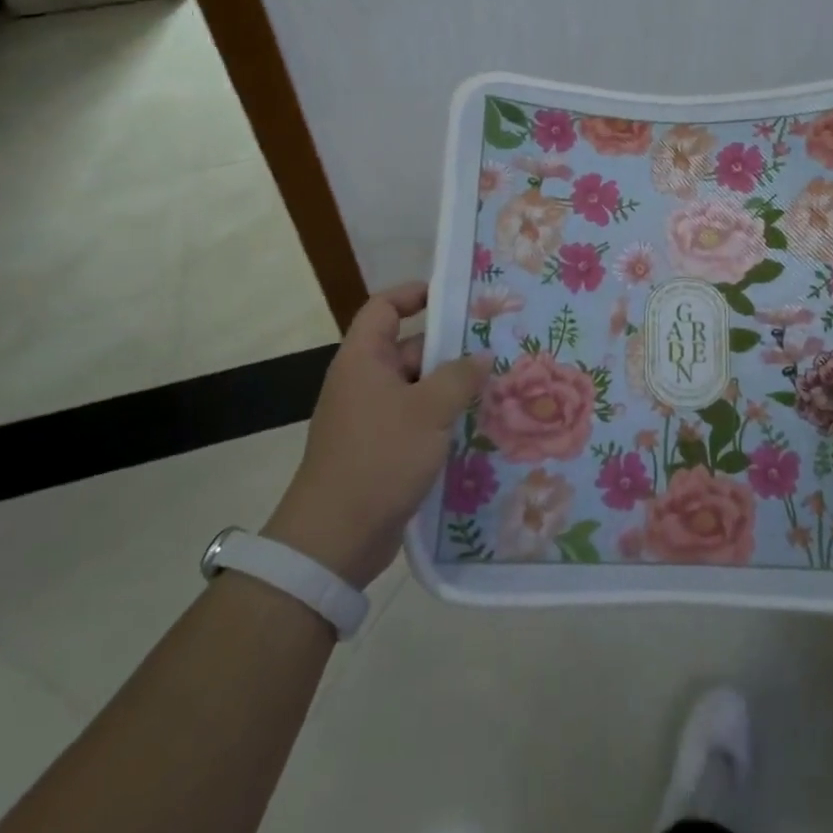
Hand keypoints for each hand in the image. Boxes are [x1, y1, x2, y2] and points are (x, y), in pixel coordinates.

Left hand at [264, 281, 486, 587]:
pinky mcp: (381, 449)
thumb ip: (460, 377)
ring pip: (418, 387)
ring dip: (452, 387)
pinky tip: (478, 426)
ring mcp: (371, 417)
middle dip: (450, 348)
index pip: (384, 308)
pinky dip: (442, 418)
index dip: (415, 294)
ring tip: (498, 386)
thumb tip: (483, 356)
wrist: (335, 538)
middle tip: (496, 347)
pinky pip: (416, 419)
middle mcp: (364, 382)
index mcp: (363, 359)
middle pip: (409, 347)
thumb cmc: (380, 457)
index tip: (456, 297)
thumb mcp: (429, 410)